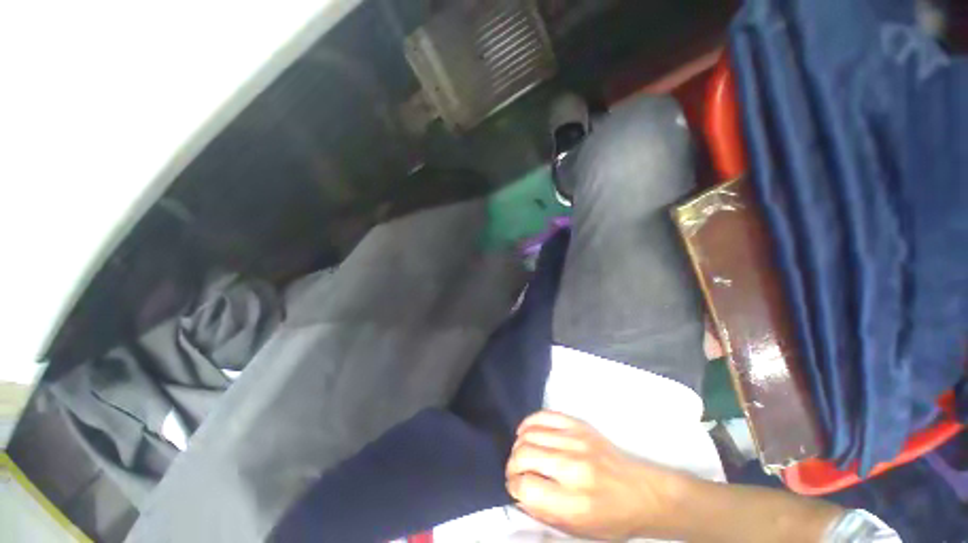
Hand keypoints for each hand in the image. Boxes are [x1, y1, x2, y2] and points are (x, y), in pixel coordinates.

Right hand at [505, 411, 684, 540]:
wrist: (644, 492)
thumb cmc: (612, 518)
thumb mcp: (580, 530)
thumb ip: (545, 513)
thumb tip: (519, 493)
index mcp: (575, 502)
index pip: (526, 487)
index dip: (514, 487)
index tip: (515, 488)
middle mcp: (574, 467)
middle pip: (524, 455)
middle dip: (512, 465)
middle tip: (514, 472)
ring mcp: (577, 441)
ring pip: (530, 434)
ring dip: (518, 445)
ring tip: (520, 455)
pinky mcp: (579, 425)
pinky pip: (544, 416)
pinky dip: (528, 423)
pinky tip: (524, 432)